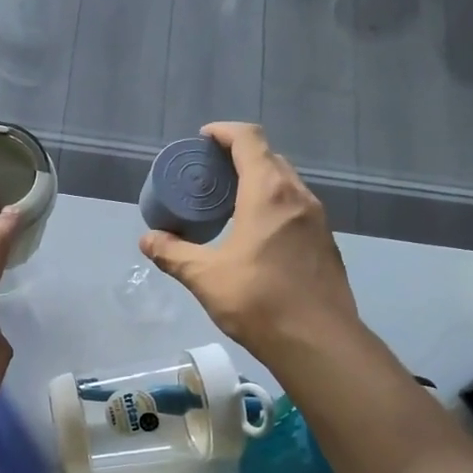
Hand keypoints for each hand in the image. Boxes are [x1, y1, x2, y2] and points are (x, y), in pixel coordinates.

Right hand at [140, 123, 359, 357]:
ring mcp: (317, 219)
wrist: (317, 341)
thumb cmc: (258, 301)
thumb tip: (147, 240)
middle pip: (269, 157)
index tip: (203, 139)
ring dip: (258, 181)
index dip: (224, 132)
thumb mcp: (205, 277)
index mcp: (268, 193)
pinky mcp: (325, 242)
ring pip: (286, 183)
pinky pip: (296, 208)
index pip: (248, 140)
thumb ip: (172, 254)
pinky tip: (256, 233)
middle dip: (239, 156)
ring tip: (230, 202)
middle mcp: (297, 196)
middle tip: (210, 174)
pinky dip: (273, 205)